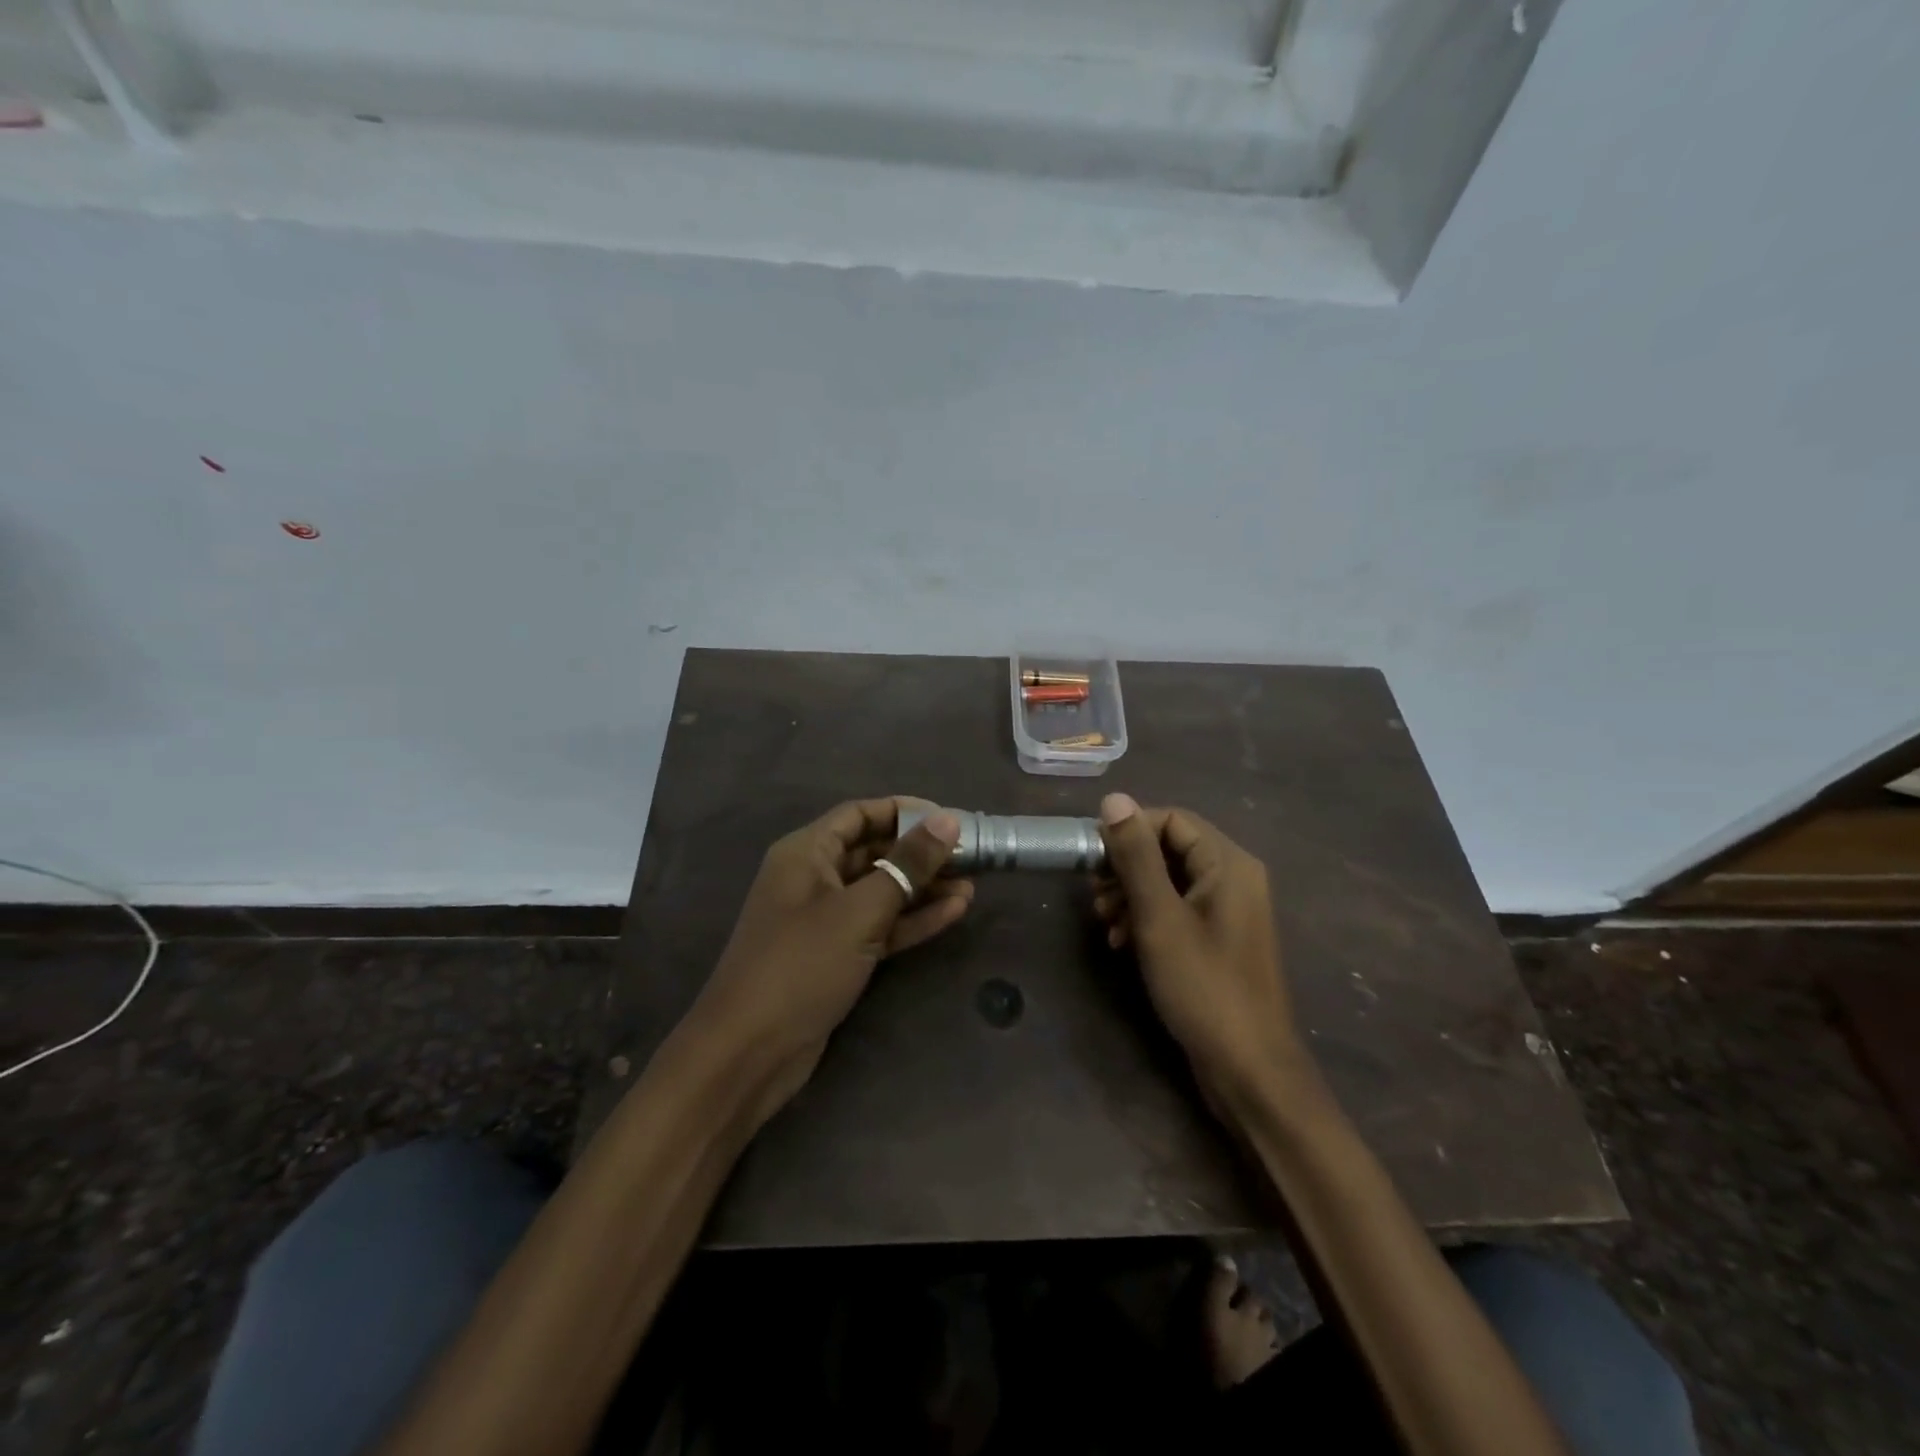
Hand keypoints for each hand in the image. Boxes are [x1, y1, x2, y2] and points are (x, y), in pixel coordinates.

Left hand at [682, 797, 970, 1126]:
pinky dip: (913, 919)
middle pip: (874, 851)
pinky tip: (953, 912)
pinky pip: (881, 925)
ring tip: (971, 885)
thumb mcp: (860, 910)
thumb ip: (907, 865)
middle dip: (920, 852)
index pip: (859, 814)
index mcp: (806, 853)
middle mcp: (814, 878)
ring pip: (882, 890)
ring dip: (923, 887)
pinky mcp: (838, 955)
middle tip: (970, 855)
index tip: (949, 820)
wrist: (750, 1053)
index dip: (904, 811)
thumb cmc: (802, 965)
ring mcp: (826, 919)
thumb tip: (948, 820)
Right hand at [1092, 794, 1306, 1106]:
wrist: (1249, 1069)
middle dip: (1126, 866)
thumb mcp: (1159, 917)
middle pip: (1169, 848)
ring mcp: (1228, 910)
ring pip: (1168, 879)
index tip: (1091, 858)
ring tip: (1104, 922)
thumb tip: (1113, 799)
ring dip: (1130, 893)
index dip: (1128, 831)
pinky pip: (1176, 908)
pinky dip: (1146, 917)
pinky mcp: (1218, 938)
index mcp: (1228, 863)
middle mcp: (1233, 877)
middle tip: (1093, 894)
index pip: (1171, 819)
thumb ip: (1136, 856)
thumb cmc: (1204, 987)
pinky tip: (1121, 941)